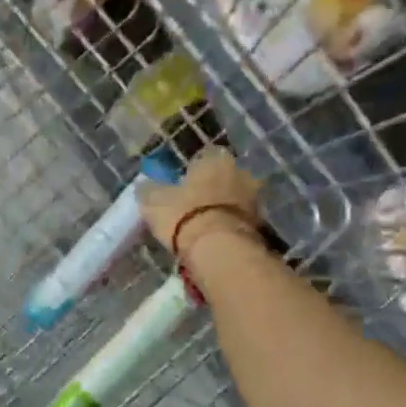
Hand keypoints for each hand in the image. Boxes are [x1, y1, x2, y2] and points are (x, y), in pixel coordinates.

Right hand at [139, 148, 263, 266]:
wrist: (219, 249)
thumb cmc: (183, 215)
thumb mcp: (154, 202)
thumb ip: (150, 191)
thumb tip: (144, 186)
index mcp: (215, 159)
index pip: (203, 158)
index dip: (191, 173)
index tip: (181, 188)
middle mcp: (240, 172)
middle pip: (223, 178)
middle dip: (211, 190)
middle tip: (194, 208)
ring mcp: (254, 199)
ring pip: (234, 200)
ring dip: (223, 209)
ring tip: (204, 229)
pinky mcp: (261, 225)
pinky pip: (240, 221)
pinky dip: (230, 228)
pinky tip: (216, 241)